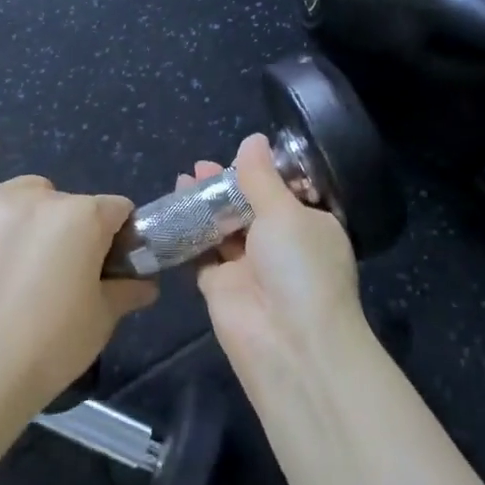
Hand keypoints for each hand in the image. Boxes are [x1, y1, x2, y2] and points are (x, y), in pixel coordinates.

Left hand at [0, 139, 156, 416]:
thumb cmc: (52, 345)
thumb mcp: (102, 318)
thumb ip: (128, 290)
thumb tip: (148, 283)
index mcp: (84, 216)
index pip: (116, 210)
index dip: (119, 237)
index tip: (111, 264)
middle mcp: (43, 197)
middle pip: (74, 203)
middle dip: (77, 230)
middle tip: (63, 273)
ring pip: (32, 191)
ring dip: (38, 212)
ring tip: (26, 253)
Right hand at [190, 133, 366, 384]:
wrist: (290, 345)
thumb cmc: (300, 267)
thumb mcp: (285, 212)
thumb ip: (261, 177)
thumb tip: (254, 139)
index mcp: (310, 225)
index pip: (285, 192)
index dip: (262, 172)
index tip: (238, 152)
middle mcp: (282, 245)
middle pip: (249, 207)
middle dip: (227, 185)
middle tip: (201, 165)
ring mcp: (249, 267)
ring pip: (223, 228)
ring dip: (205, 204)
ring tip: (185, 177)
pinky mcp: (220, 287)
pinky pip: (201, 253)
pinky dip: (188, 231)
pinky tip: (173, 206)